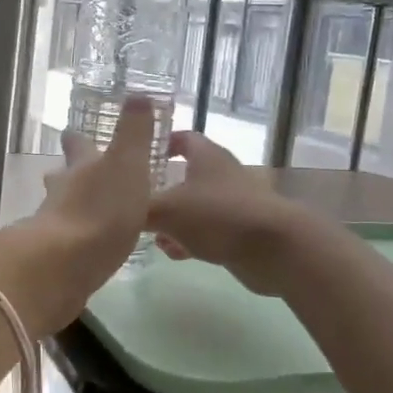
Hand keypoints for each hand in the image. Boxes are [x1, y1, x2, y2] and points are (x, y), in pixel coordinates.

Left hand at [22, 97, 158, 311]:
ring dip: (72, 207)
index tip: (72, 132)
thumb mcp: (128, 163)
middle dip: (70, 174)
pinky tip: (88, 247)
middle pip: (63, 178)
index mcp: (82, 168)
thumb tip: (137, 93)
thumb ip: (134, 132)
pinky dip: (76, 239)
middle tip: (75, 173)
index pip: (78, 146)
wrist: (66, 263)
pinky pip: (67, 242)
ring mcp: (54, 226)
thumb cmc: (102, 207)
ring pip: (62, 209)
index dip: (77, 139)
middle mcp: (62, 192)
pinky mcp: (55, 258)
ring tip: (89, 212)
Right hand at [147, 132, 313, 294]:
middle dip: (160, 189)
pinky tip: (174, 254)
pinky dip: (190, 239)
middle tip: (135, 203)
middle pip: (185, 175)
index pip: (181, 138)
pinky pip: (207, 231)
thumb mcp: (167, 210)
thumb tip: (118, 210)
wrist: (275, 248)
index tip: (137, 157)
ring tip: (151, 235)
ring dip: (173, 220)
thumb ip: (140, 209)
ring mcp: (232, 203)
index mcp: (206, 156)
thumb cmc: (218, 215)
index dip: (159, 144)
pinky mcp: (240, 231)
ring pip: (195, 207)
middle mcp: (221, 174)